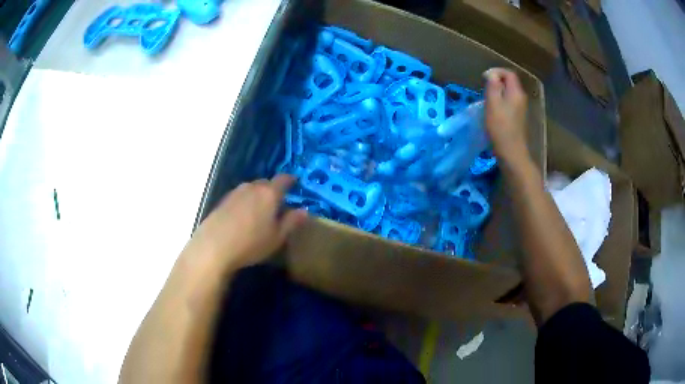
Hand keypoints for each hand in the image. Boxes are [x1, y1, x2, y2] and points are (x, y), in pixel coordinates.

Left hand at [183, 175, 307, 274]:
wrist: (214, 247)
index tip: (295, 183)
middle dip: (273, 190)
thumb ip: (291, 222)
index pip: (283, 179)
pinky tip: (243, 217)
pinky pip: (239, 196)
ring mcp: (235, 192)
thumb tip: (304, 211)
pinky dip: (245, 202)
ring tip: (260, 212)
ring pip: (251, 189)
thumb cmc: (250, 243)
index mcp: (269, 193)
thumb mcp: (276, 237)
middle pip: (266, 183)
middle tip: (278, 204)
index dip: (291, 180)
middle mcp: (252, 187)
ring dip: (258, 196)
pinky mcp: (223, 200)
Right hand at [484, 68, 528, 164]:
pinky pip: (509, 103)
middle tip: (484, 88)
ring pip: (509, 93)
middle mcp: (521, 98)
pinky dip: (501, 102)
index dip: (496, 72)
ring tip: (487, 99)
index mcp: (516, 92)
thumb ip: (493, 86)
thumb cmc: (500, 127)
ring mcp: (521, 109)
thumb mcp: (493, 103)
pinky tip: (493, 111)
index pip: (509, 73)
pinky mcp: (518, 118)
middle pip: (510, 83)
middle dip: (497, 82)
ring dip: (498, 92)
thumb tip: (492, 74)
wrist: (511, 152)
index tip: (484, 78)